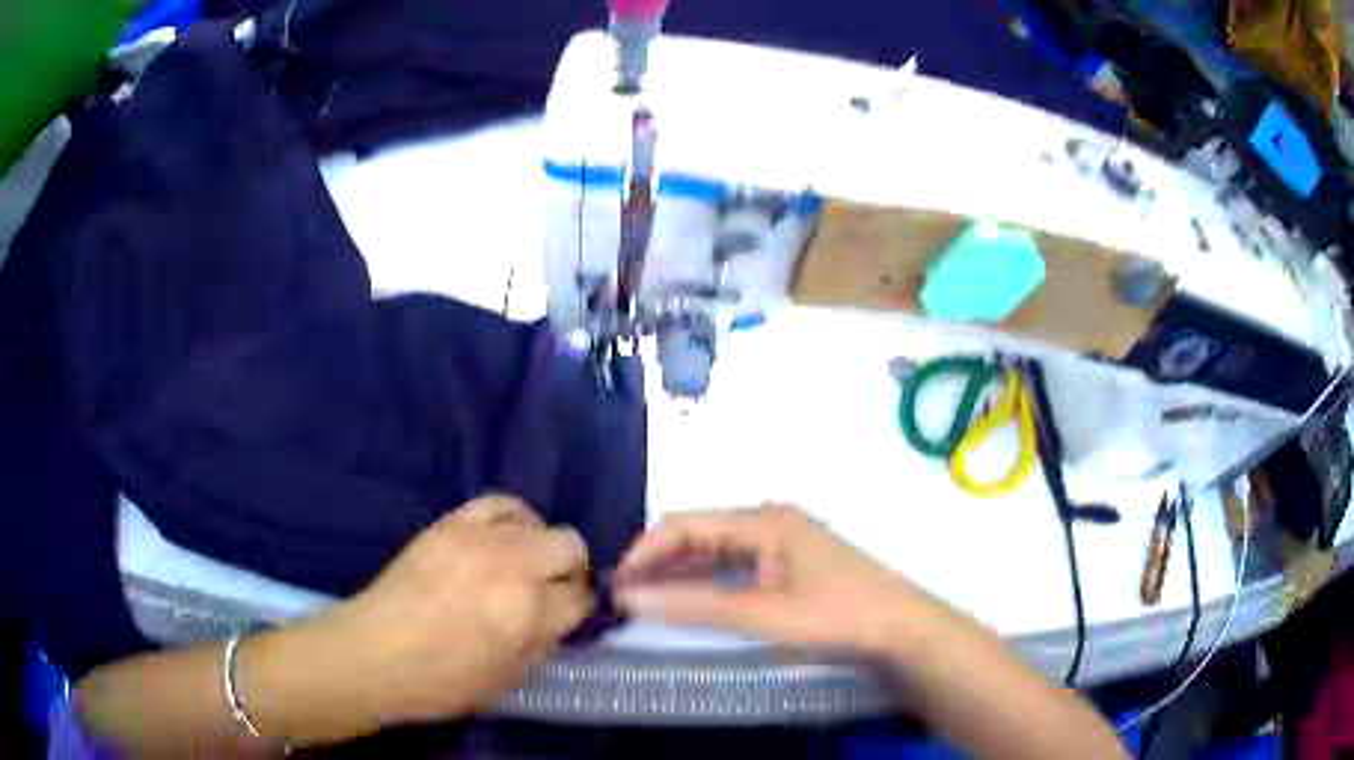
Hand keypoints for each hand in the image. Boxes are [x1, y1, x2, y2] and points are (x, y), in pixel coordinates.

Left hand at [315, 495, 593, 727]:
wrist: (375, 653)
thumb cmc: (443, 682)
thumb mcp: (508, 678)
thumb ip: (543, 644)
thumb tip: (561, 619)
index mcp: (527, 613)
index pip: (581, 597)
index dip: (582, 609)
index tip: (573, 617)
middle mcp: (510, 566)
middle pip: (569, 546)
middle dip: (571, 572)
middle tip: (553, 594)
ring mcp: (478, 538)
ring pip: (539, 522)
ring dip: (543, 546)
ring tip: (527, 567)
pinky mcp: (450, 524)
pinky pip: (498, 504)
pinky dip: (513, 519)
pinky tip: (505, 539)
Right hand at [614, 504, 935, 655]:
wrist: (900, 629)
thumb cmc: (836, 615)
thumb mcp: (763, 614)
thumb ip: (696, 606)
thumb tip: (631, 599)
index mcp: (764, 521)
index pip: (687, 524)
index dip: (646, 550)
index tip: (615, 582)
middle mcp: (769, 522)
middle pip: (700, 533)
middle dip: (659, 560)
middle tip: (623, 594)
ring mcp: (782, 543)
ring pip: (716, 551)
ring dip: (680, 572)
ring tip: (644, 598)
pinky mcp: (789, 565)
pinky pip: (736, 566)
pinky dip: (707, 581)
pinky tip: (687, 599)